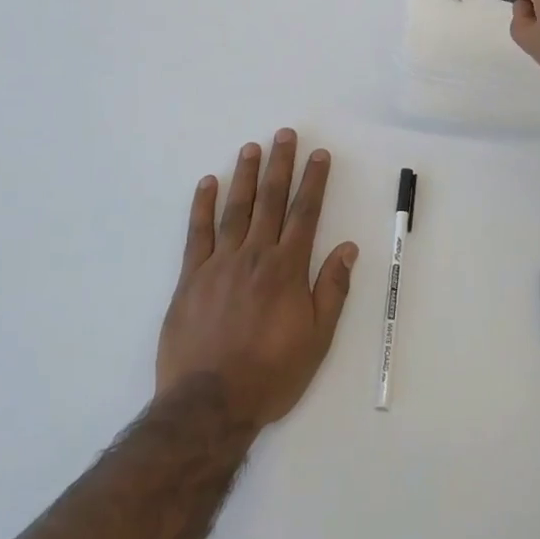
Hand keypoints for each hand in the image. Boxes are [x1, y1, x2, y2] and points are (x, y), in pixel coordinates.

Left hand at [156, 129, 358, 429]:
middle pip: (271, 201)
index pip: (305, 213)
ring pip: (236, 209)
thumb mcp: (317, 338)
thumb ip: (332, 289)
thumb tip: (348, 248)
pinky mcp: (191, 277)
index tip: (319, 155)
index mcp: (288, 269)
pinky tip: (207, 183)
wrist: (210, 403)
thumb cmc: (271, 373)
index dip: (313, 181)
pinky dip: (202, 205)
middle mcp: (255, 256)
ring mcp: (220, 263)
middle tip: (284, 134)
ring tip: (251, 147)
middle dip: (280, 165)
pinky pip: (197, 233)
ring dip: (245, 175)